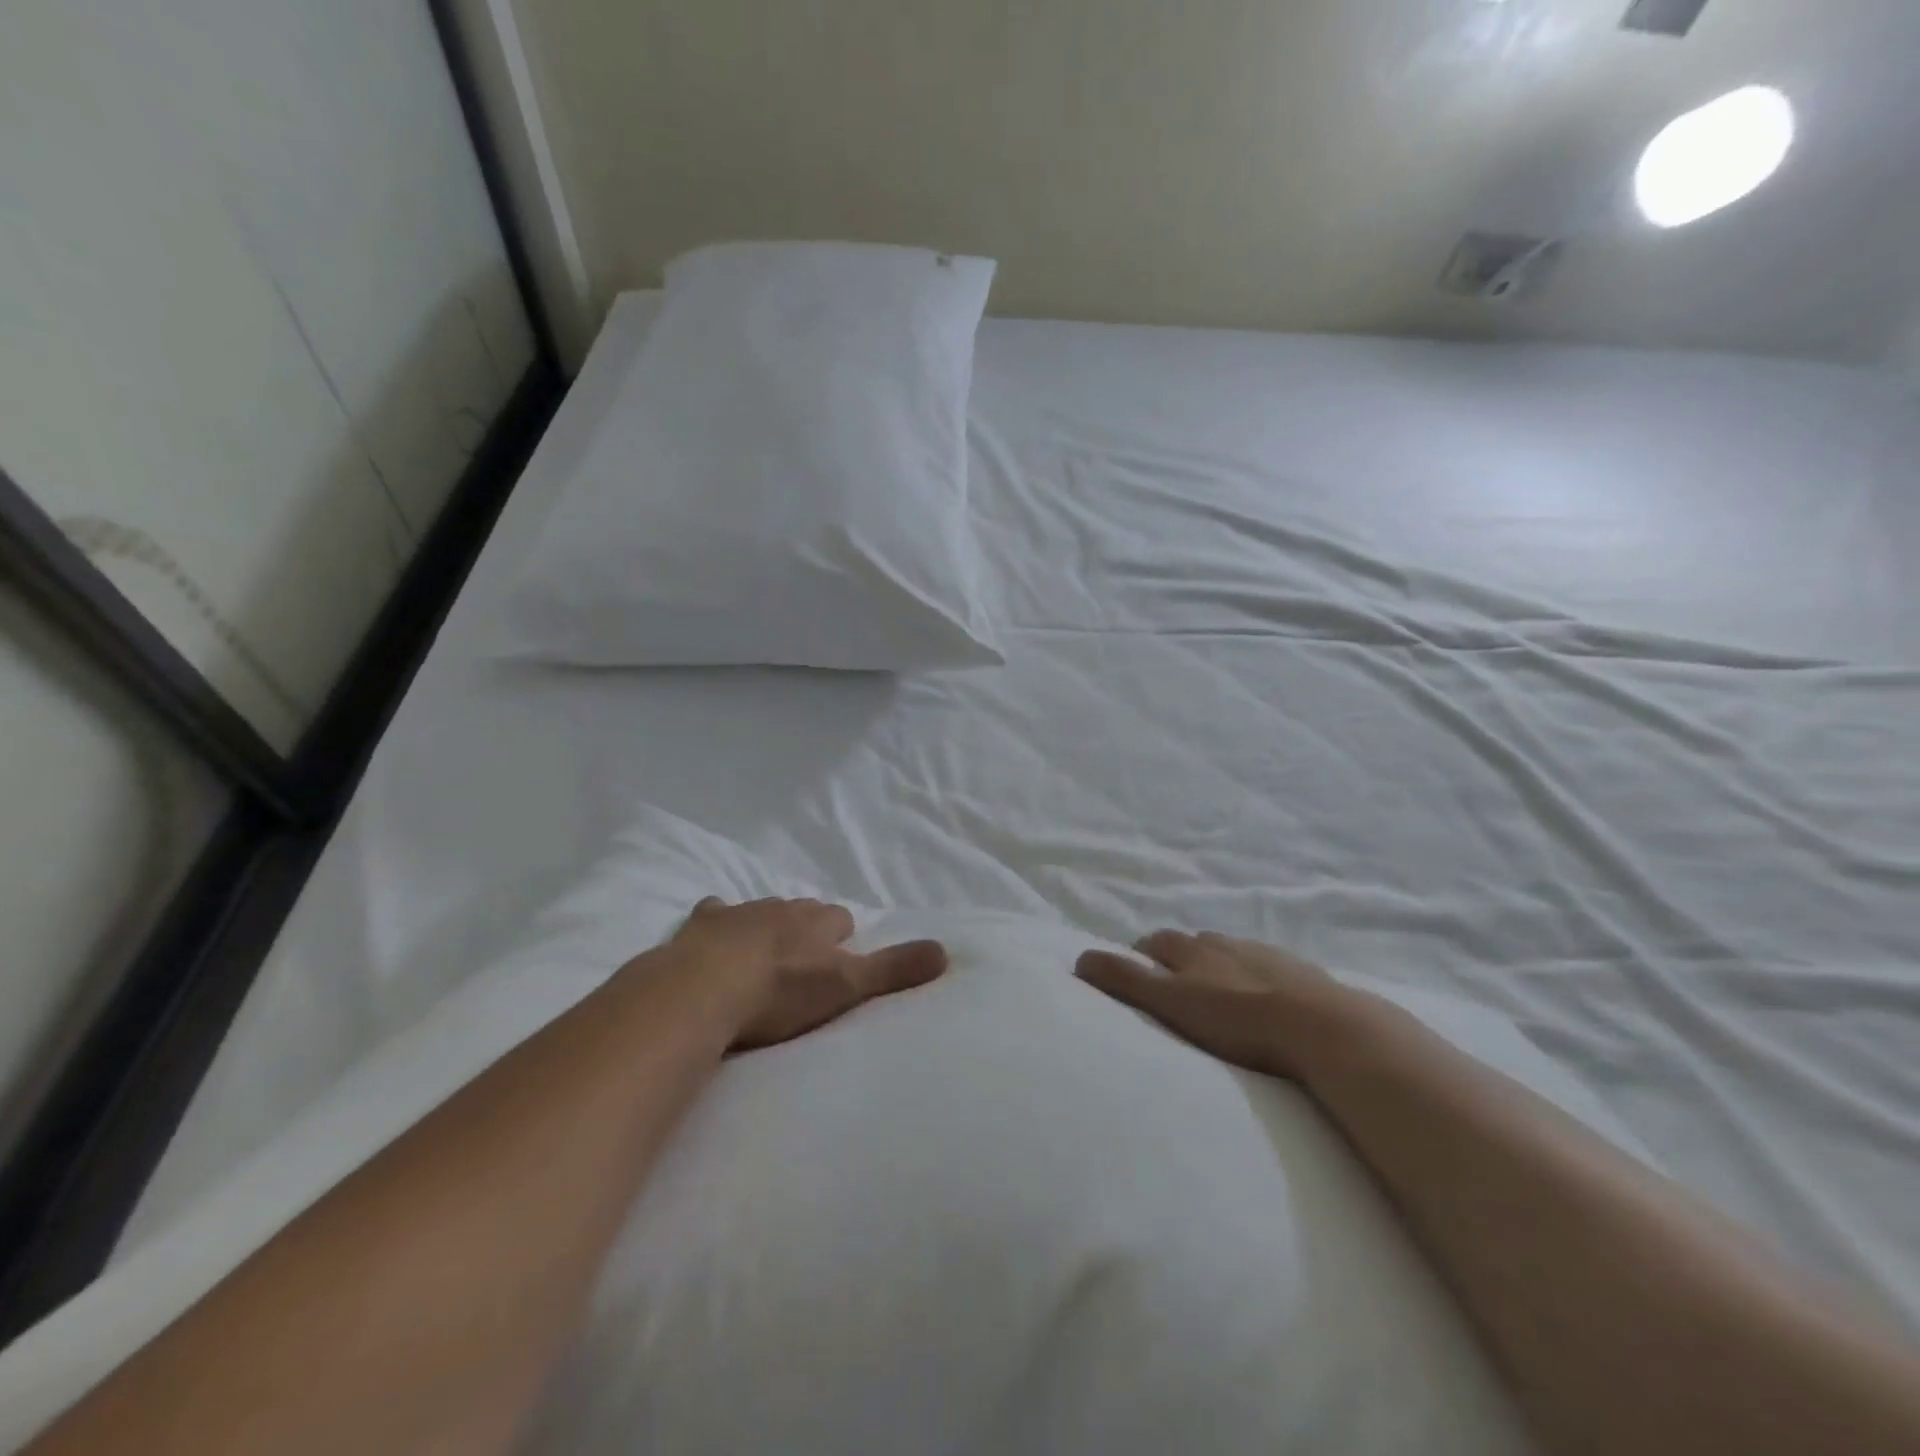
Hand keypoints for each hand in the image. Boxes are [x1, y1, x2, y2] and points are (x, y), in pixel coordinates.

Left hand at [669, 896, 947, 1050]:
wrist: (702, 989)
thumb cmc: (780, 991)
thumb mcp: (846, 985)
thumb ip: (894, 969)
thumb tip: (947, 951)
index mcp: (817, 922)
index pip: (840, 919)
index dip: (841, 938)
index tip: (839, 957)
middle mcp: (782, 908)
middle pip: (802, 912)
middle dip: (805, 929)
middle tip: (803, 960)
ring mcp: (739, 913)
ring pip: (761, 911)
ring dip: (765, 927)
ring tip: (762, 956)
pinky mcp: (701, 924)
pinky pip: (715, 913)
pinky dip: (718, 922)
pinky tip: (713, 935)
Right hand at [1076, 930, 1351, 1079]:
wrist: (1323, 1027)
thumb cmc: (1237, 1019)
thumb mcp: (1170, 1002)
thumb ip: (1125, 981)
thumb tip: (1079, 958)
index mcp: (1192, 949)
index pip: (1156, 942)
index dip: (1141, 955)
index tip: (1137, 973)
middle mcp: (1225, 943)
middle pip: (1192, 944)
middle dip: (1178, 958)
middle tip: (1174, 986)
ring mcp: (1266, 955)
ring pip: (1231, 953)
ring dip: (1218, 967)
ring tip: (1217, 995)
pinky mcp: (1302, 974)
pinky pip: (1270, 970)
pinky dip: (1258, 979)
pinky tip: (1265, 1000)